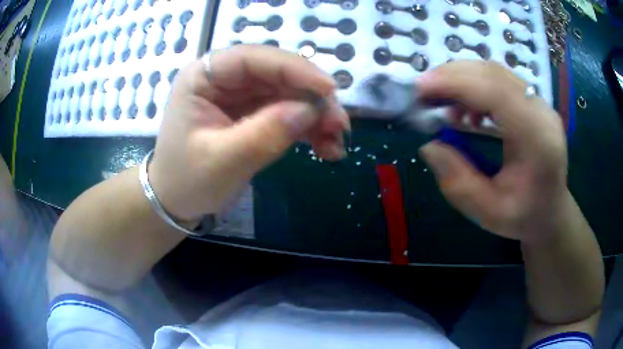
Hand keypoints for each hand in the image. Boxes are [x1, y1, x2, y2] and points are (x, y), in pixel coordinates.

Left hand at [149, 45, 349, 221]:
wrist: (177, 202)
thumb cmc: (187, 180)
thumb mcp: (223, 161)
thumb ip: (265, 134)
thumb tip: (310, 110)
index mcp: (202, 77)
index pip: (253, 58)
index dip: (294, 68)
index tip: (329, 89)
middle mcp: (223, 79)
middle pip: (277, 74)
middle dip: (312, 98)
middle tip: (339, 125)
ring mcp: (240, 96)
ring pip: (288, 93)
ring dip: (315, 116)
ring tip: (336, 142)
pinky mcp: (252, 113)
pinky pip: (286, 112)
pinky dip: (308, 129)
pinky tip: (326, 148)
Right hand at [417, 61, 567, 241]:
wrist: (551, 211)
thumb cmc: (524, 216)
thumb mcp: (488, 212)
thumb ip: (457, 182)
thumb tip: (429, 145)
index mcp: (537, 140)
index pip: (496, 93)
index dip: (456, 84)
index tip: (420, 88)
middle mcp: (542, 113)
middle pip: (494, 74)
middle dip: (453, 76)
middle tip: (423, 91)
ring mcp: (540, 104)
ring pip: (496, 72)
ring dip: (462, 79)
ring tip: (441, 101)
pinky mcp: (533, 102)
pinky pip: (500, 80)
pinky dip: (475, 85)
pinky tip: (466, 109)